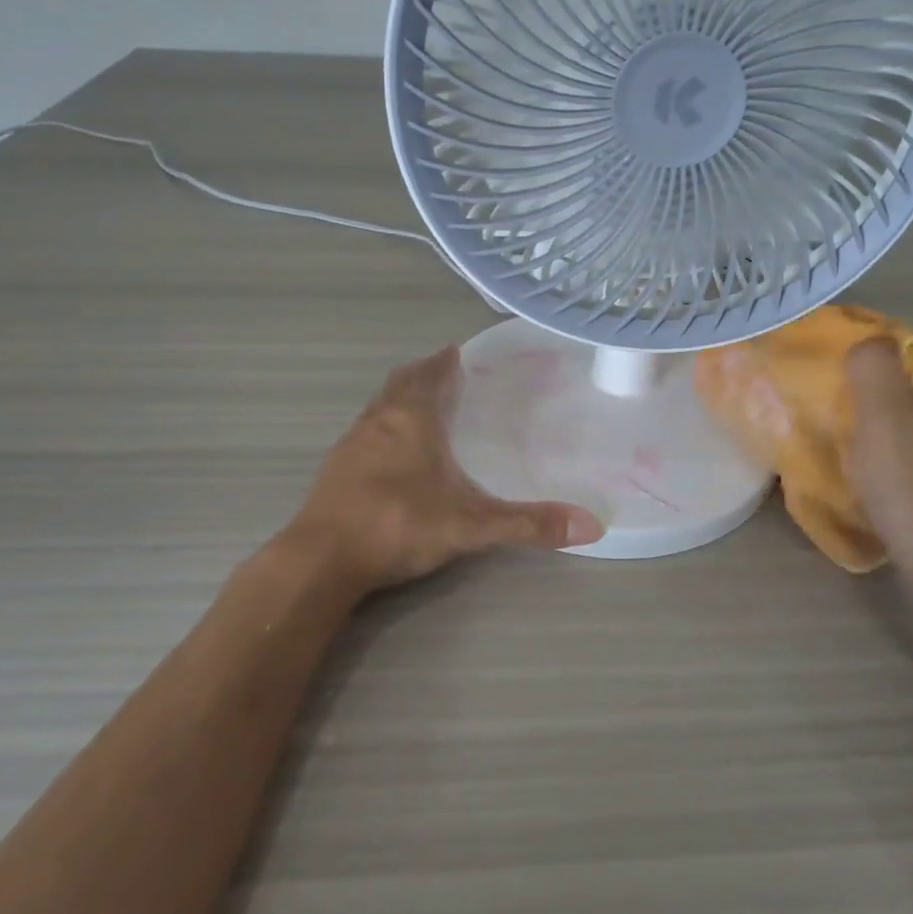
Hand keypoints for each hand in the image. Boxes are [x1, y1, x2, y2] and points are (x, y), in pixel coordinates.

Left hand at [283, 346, 603, 595]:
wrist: (320, 561)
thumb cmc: (398, 525)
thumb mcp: (472, 526)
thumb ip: (529, 524)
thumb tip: (592, 526)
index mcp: (411, 418)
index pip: (430, 372)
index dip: (446, 360)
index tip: (461, 353)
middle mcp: (379, 420)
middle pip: (401, 382)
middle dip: (424, 374)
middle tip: (449, 376)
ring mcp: (351, 443)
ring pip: (379, 406)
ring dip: (401, 399)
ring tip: (425, 408)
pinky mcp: (334, 469)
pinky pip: (365, 432)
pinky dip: (384, 428)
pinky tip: (394, 454)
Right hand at [844, 339, 912, 589]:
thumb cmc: (910, 489)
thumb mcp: (883, 418)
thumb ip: (873, 369)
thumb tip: (868, 340)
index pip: (895, 368)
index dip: (858, 380)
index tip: (828, 401)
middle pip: (897, 402)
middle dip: (862, 413)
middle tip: (829, 435)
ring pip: (901, 436)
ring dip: (870, 444)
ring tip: (843, 465)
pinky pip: (907, 467)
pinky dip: (884, 472)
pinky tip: (869, 492)